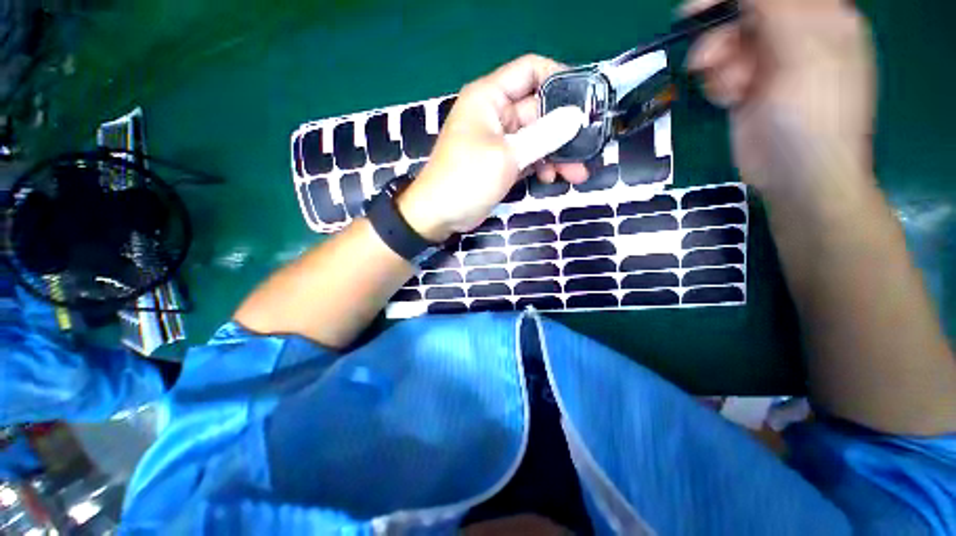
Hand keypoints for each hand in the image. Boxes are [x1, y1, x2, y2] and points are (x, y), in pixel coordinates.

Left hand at [397, 55, 589, 241]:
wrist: (440, 214)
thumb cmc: (466, 179)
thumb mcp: (507, 156)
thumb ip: (543, 135)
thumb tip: (576, 117)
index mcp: (489, 97)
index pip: (530, 71)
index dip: (559, 79)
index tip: (586, 99)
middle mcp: (495, 114)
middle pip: (539, 110)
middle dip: (564, 129)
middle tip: (590, 145)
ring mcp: (499, 141)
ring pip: (537, 137)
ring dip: (557, 153)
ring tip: (577, 172)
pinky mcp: (501, 163)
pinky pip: (528, 157)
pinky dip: (542, 166)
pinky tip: (553, 178)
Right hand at [684, 0, 875, 199]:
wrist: (797, 175)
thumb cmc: (813, 114)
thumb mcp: (802, 52)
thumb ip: (775, 8)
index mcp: (821, 17)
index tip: (699, 8)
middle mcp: (796, 34)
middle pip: (746, 14)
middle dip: (722, 35)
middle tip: (704, 59)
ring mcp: (771, 63)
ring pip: (729, 44)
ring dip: (719, 65)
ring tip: (730, 89)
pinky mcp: (749, 87)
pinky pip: (722, 71)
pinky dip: (718, 83)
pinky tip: (729, 99)